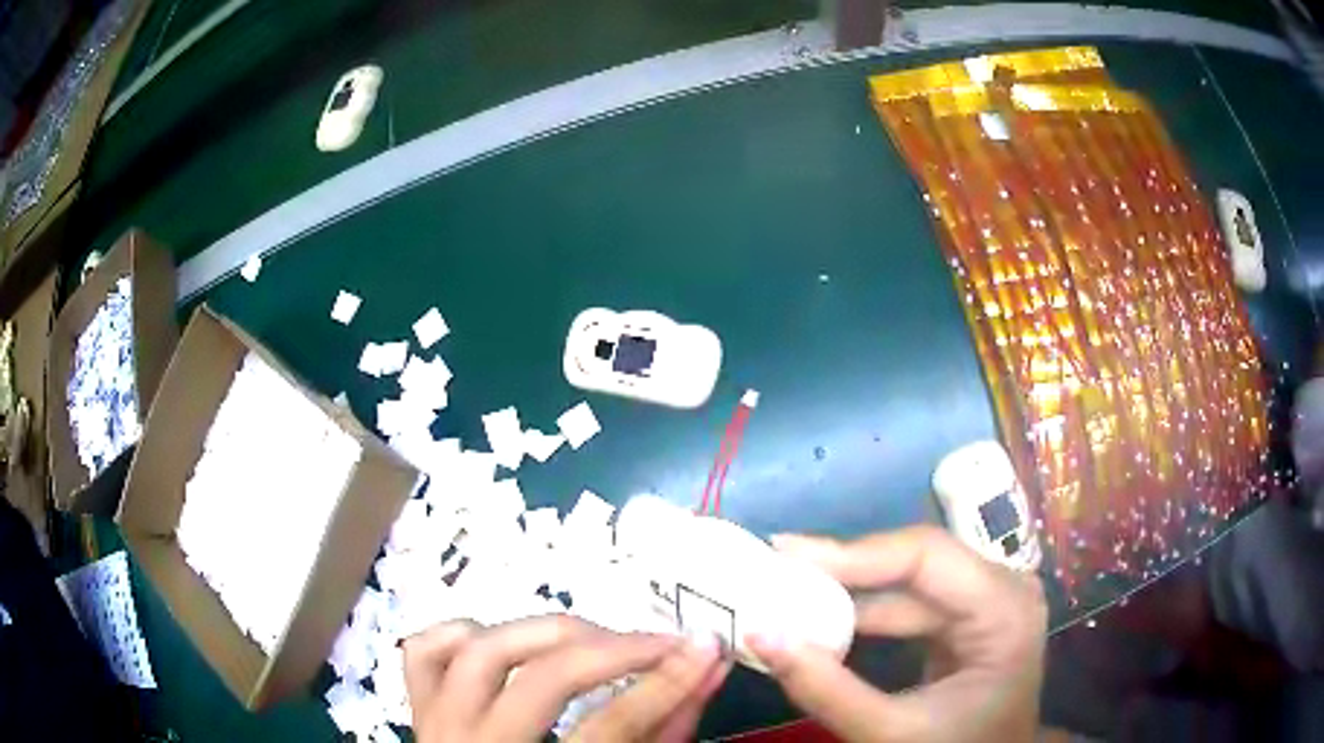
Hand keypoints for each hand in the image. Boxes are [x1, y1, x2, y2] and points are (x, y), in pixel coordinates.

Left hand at [403, 615, 730, 742]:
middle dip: (612, 652)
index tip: (707, 646)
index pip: (611, 729)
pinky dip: (464, 633)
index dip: (665, 684)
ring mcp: (436, 727)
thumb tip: (702, 674)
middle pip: (541, 683)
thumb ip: (659, 733)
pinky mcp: (418, 710)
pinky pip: (425, 652)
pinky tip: (504, 641)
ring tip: (591, 640)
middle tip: (660, 643)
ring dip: (541, 634)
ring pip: (476, 653)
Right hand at [748, 525, 1046, 742]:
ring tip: (784, 588)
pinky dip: (863, 612)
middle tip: (773, 567)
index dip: (854, 551)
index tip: (784, 553)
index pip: (927, 556)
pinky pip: (909, 602)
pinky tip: (820, 614)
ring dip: (847, 589)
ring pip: (907, 580)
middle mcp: (1003, 587)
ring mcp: (987, 599)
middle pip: (916, 560)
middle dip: (843, 568)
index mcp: (1006, 609)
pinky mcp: (967, 616)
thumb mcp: (891, 734)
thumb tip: (761, 633)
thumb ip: (827, 690)